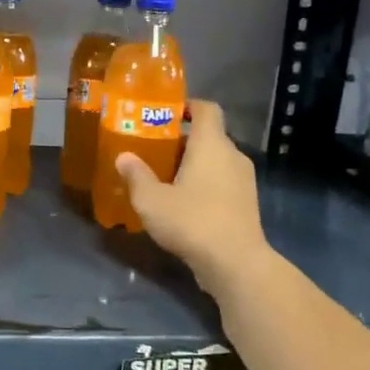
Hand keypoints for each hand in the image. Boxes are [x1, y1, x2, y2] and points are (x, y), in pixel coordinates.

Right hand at [116, 100, 270, 291]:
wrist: (235, 263)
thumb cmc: (192, 220)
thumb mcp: (151, 200)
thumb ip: (136, 175)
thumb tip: (123, 157)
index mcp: (211, 144)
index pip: (206, 109)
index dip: (187, 106)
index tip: (165, 113)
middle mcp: (232, 155)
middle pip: (208, 136)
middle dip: (181, 141)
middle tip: (153, 150)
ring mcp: (244, 180)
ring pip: (215, 161)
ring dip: (192, 165)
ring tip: (164, 178)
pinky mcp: (246, 203)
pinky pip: (222, 182)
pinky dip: (204, 184)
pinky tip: (182, 203)